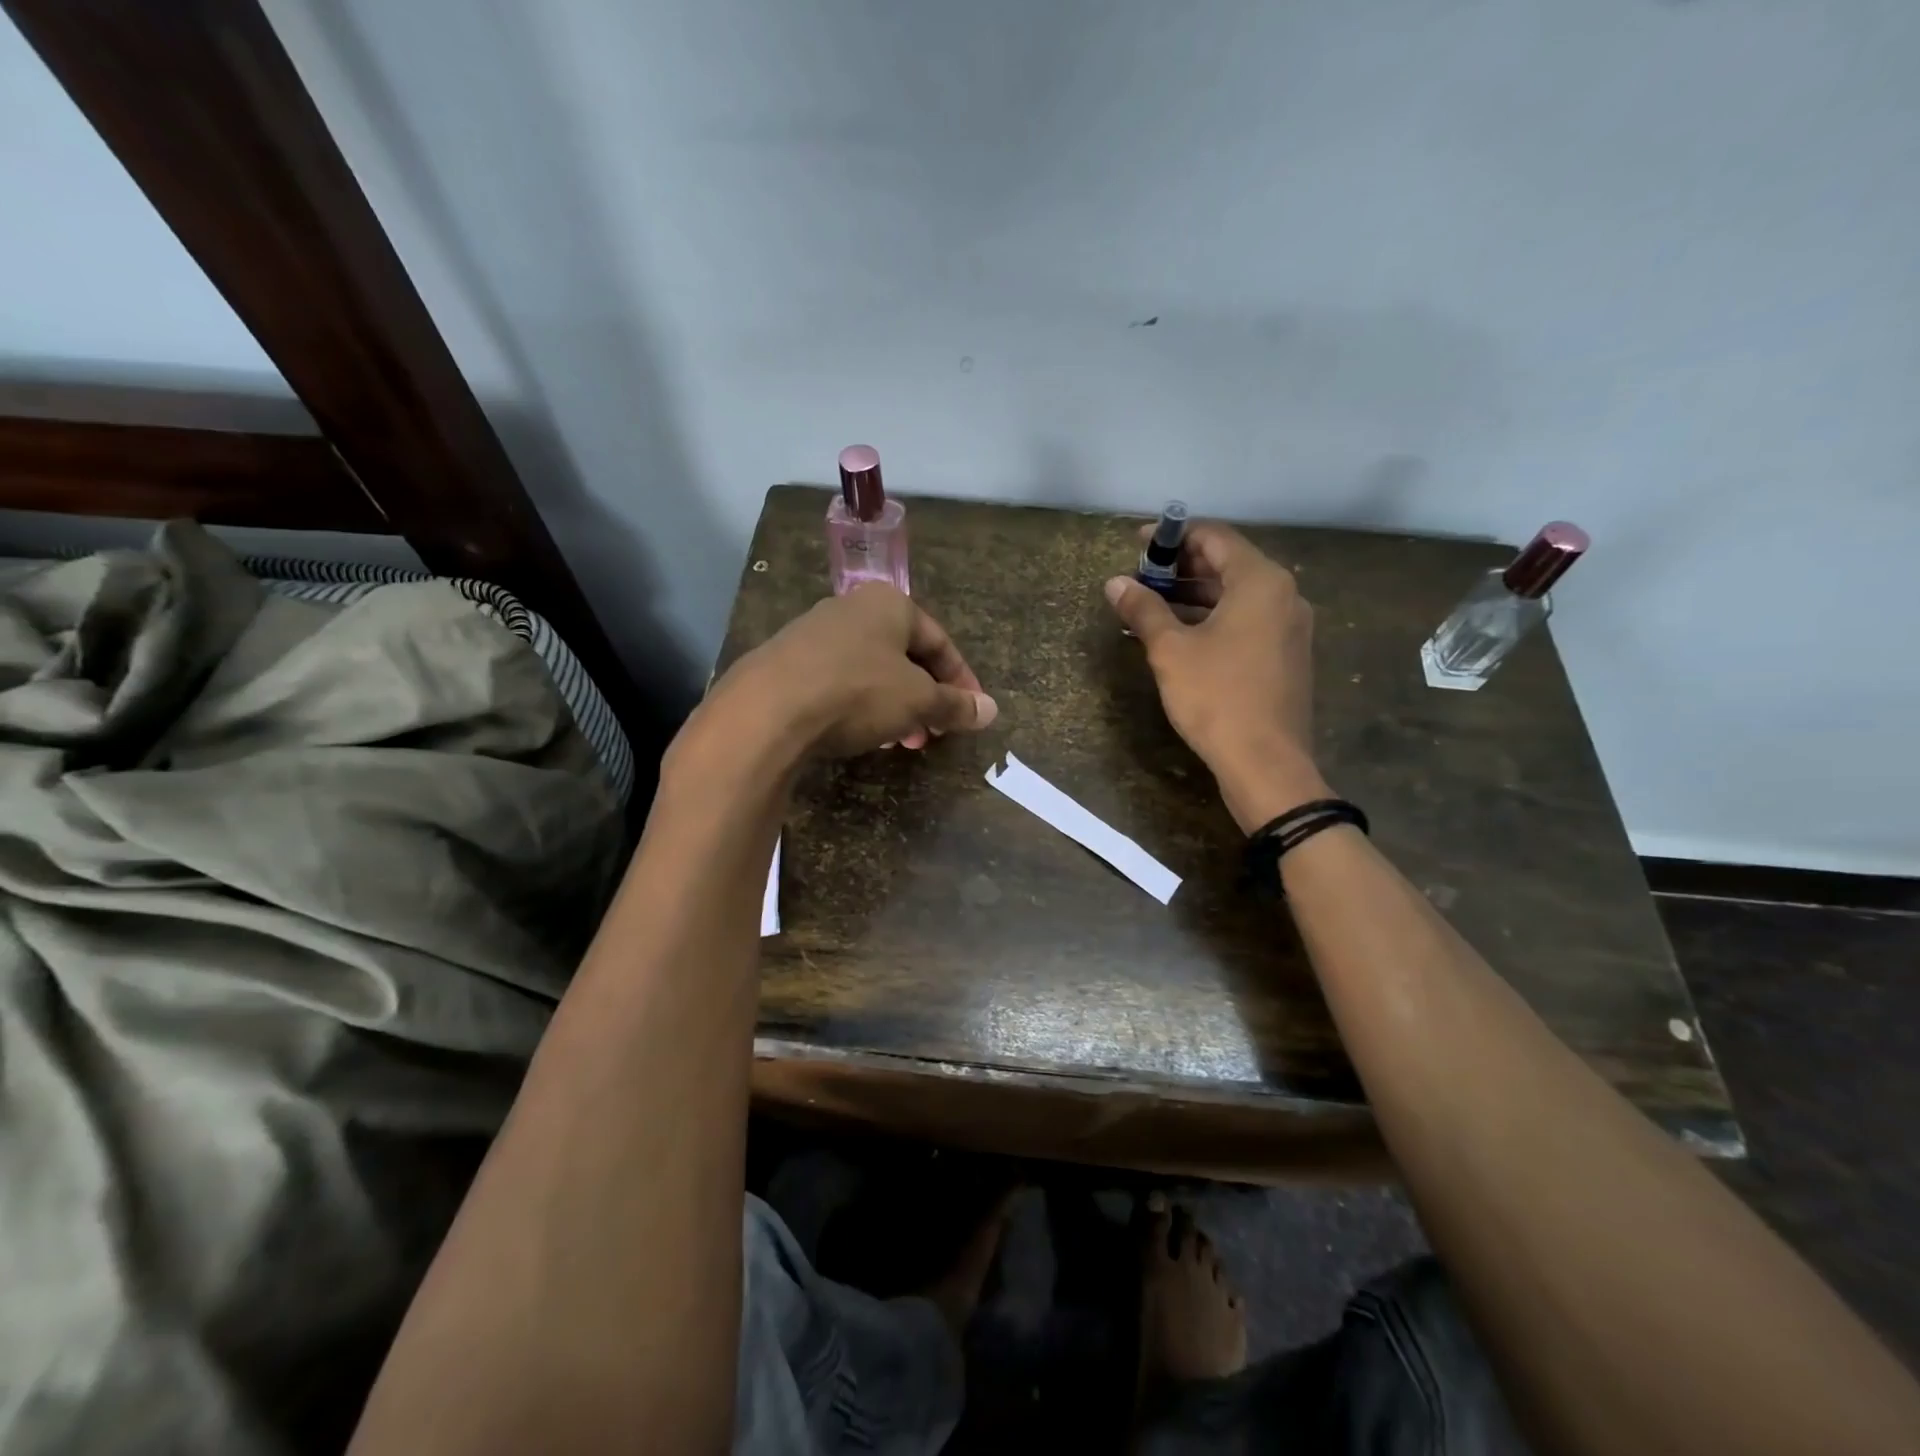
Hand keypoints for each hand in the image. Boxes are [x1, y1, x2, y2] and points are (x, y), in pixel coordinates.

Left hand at [706, 584, 997, 761]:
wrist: (767, 710)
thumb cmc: (857, 692)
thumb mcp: (917, 701)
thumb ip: (954, 704)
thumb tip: (991, 710)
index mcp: (890, 604)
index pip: (939, 641)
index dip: (961, 680)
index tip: (971, 713)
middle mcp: (851, 609)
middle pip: (903, 656)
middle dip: (924, 698)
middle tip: (933, 733)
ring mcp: (814, 634)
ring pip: (871, 671)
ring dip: (894, 706)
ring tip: (900, 742)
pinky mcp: (786, 662)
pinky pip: (838, 682)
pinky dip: (859, 707)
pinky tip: (860, 736)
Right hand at [1104, 523, 1326, 832]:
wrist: (1266, 763)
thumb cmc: (1216, 697)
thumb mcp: (1170, 650)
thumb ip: (1144, 609)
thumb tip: (1115, 583)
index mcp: (1260, 582)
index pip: (1215, 537)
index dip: (1174, 536)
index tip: (1138, 545)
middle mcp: (1284, 595)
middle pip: (1228, 565)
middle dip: (1182, 567)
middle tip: (1141, 577)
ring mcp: (1289, 627)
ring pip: (1236, 596)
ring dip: (1194, 595)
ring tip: (1150, 606)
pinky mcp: (1286, 656)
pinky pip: (1246, 621)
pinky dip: (1212, 619)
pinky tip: (1179, 635)